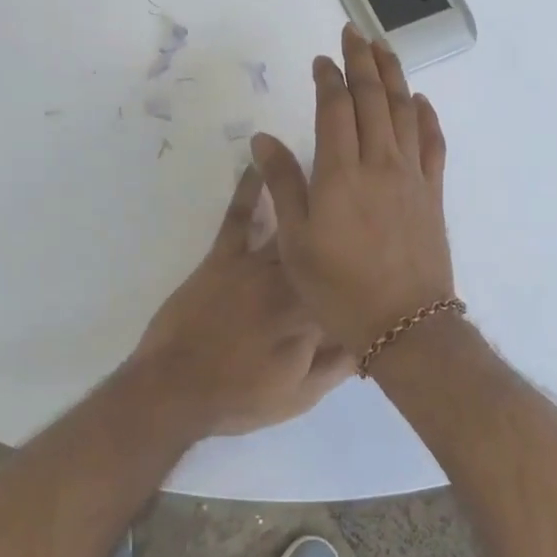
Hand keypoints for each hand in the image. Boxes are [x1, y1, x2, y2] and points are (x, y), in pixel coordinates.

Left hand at [132, 165, 351, 437]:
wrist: (172, 391)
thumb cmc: (239, 397)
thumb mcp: (299, 396)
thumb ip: (338, 364)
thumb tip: (371, 333)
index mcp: (311, 315)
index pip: (350, 283)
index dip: (369, 267)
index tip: (385, 249)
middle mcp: (288, 281)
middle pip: (325, 244)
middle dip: (347, 216)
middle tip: (365, 182)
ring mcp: (253, 265)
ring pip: (291, 223)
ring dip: (311, 193)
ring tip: (332, 159)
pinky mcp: (221, 257)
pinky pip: (239, 217)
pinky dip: (249, 188)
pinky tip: (261, 160)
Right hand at [250, 25, 456, 356]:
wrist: (404, 323)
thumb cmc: (339, 288)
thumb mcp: (296, 241)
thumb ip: (282, 184)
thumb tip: (262, 138)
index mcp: (341, 172)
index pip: (335, 108)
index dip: (328, 78)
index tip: (321, 59)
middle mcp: (380, 162)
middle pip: (374, 98)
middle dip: (363, 61)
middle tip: (354, 33)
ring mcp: (412, 175)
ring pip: (406, 111)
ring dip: (395, 76)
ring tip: (385, 49)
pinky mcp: (433, 192)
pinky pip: (434, 142)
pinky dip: (428, 115)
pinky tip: (421, 101)